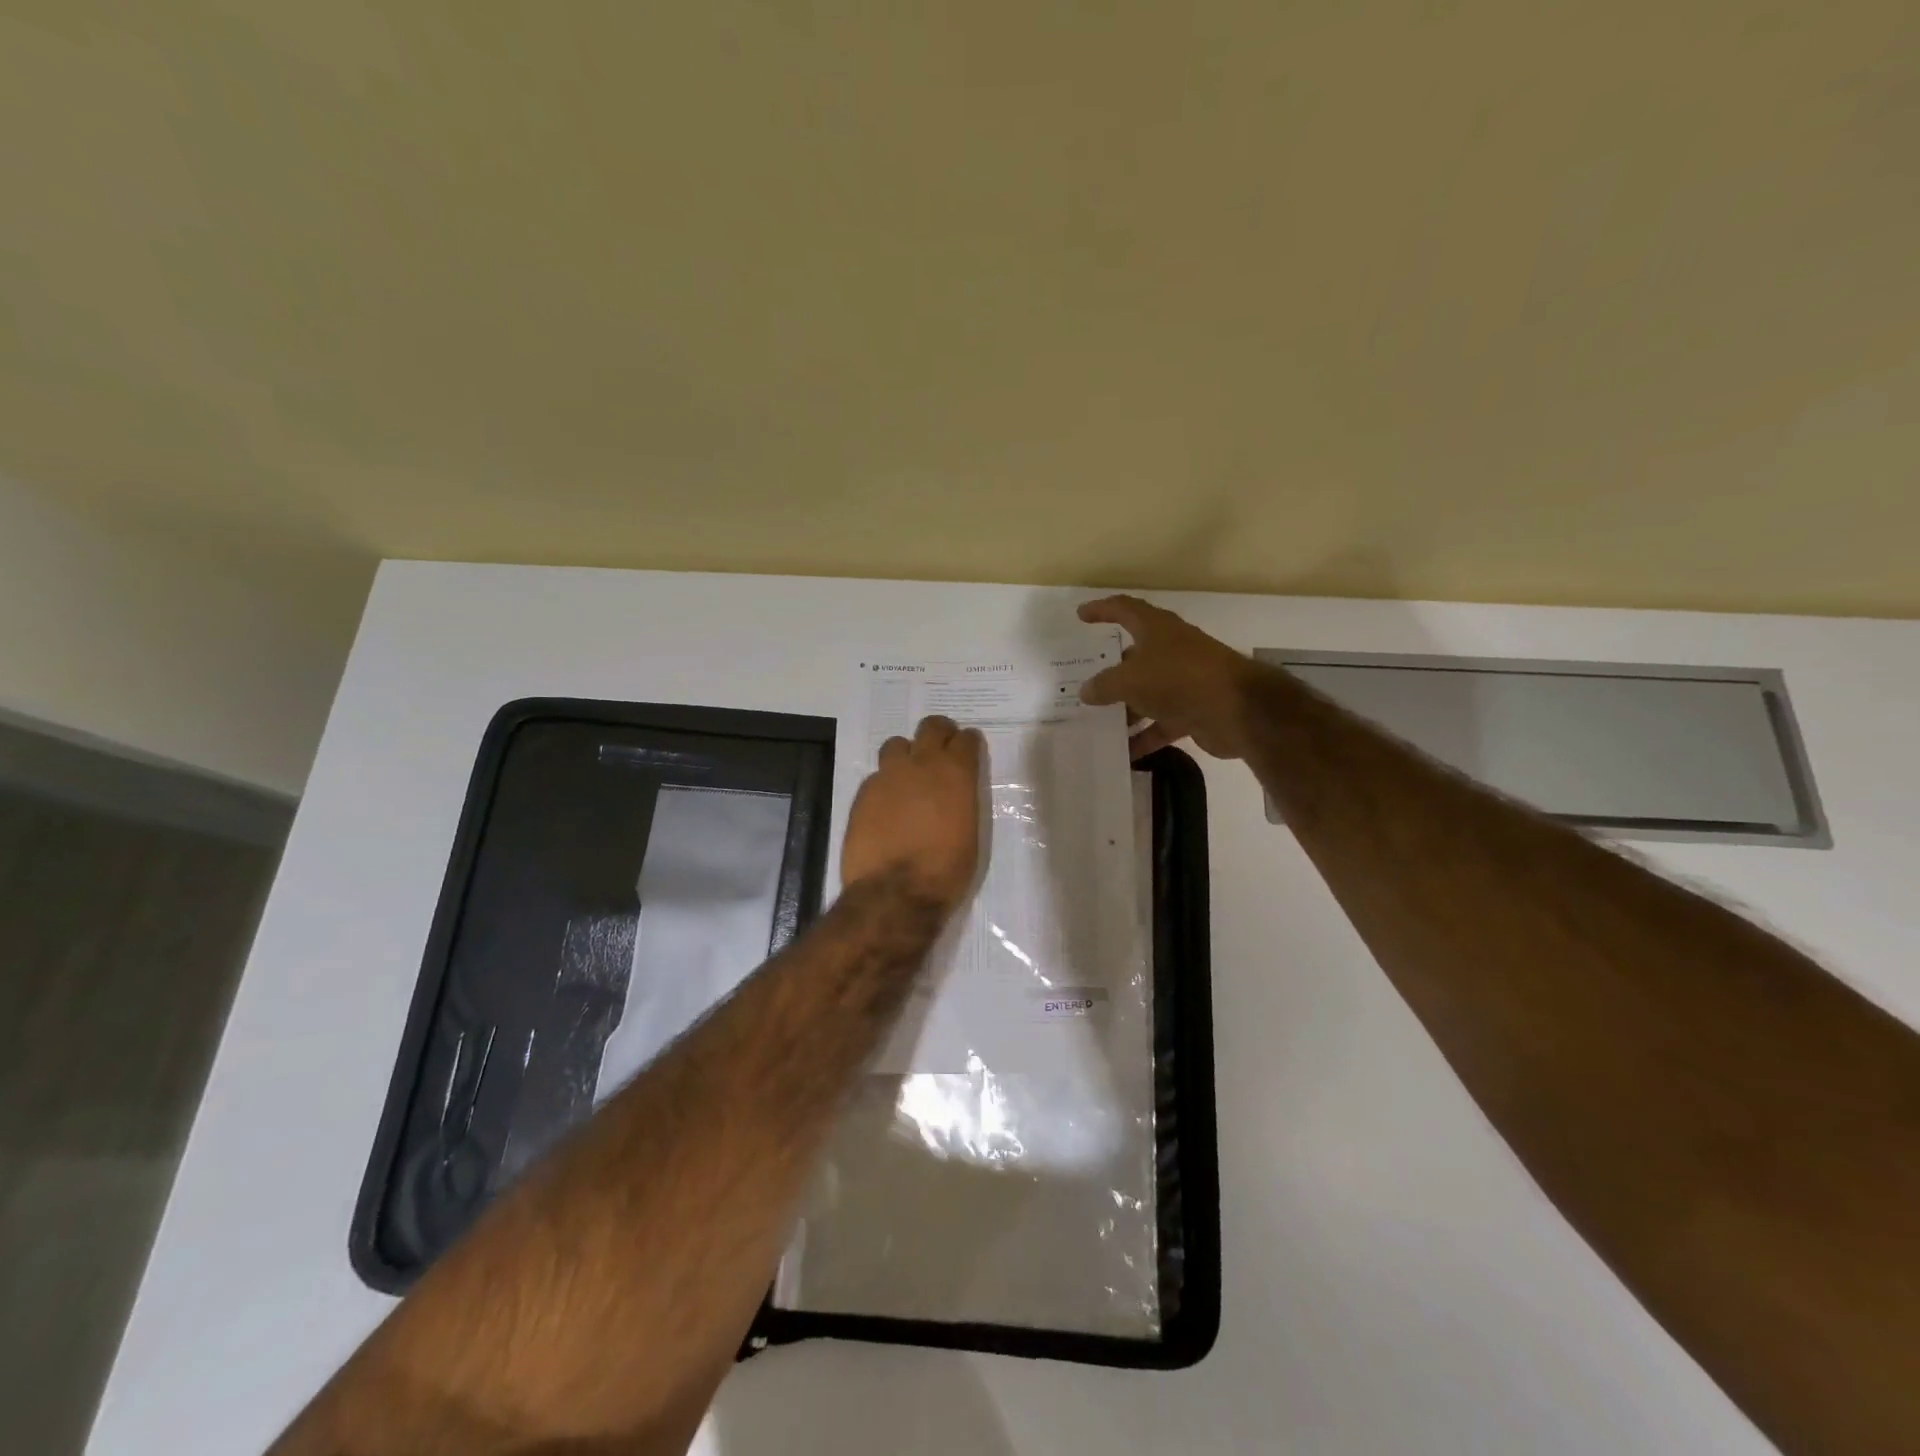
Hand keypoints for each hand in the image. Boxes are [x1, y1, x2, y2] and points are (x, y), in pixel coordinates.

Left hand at [841, 714, 983, 911]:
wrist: (895, 892)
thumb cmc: (945, 870)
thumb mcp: (969, 833)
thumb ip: (962, 801)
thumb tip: (954, 795)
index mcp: (956, 774)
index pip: (966, 740)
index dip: (968, 743)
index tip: (968, 750)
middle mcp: (922, 764)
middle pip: (931, 727)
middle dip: (939, 733)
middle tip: (941, 750)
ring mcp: (888, 776)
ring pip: (896, 745)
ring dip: (906, 755)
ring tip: (908, 777)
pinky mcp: (863, 793)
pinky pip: (877, 776)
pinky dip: (885, 785)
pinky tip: (887, 807)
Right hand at [1077, 595, 1260, 759]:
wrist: (1236, 710)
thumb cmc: (1178, 679)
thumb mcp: (1130, 679)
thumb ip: (1104, 685)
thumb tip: (1086, 691)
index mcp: (1156, 629)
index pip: (1124, 610)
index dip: (1101, 610)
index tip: (1080, 615)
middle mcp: (1171, 650)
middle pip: (1134, 657)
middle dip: (1110, 671)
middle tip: (1083, 683)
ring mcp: (1183, 682)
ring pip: (1146, 693)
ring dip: (1124, 709)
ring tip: (1096, 723)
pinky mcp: (1193, 710)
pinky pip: (1160, 724)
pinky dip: (1144, 737)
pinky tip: (1124, 755)